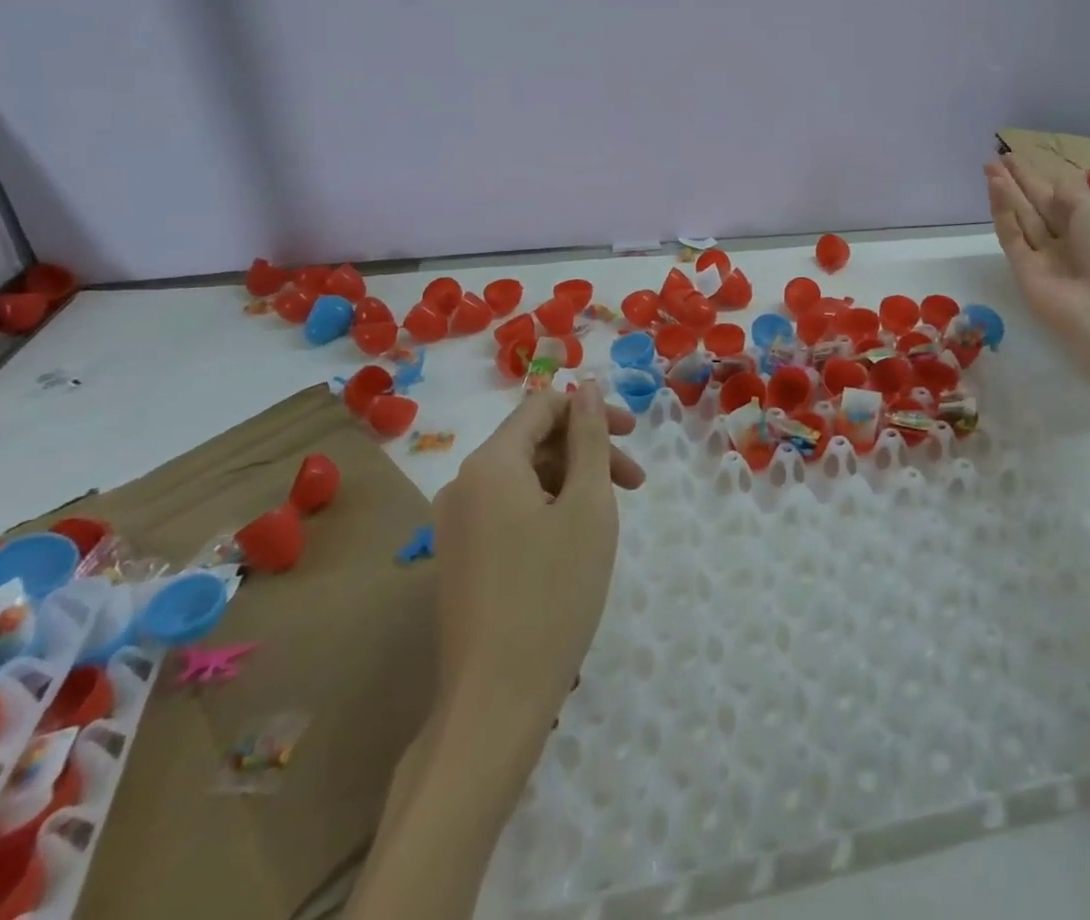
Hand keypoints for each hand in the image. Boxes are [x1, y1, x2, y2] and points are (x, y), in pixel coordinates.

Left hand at [431, 380, 645, 727]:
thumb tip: (584, 387)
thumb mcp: (588, 506)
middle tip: (634, 484)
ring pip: (523, 480)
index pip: (542, 407)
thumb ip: (589, 439)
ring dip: (571, 484)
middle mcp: (463, 485)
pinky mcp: (458, 560)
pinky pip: (507, 511)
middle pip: (533, 443)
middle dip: (587, 452)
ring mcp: (455, 526)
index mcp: (490, 464)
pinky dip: (547, 511)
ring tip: (610, 519)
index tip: (633, 437)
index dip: (590, 412)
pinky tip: (574, 544)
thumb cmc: (553, 593)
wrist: (495, 701)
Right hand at [985, 155, 1089, 348]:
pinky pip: (1012, 236)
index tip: (1016, 157)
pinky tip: (995, 189)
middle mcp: (1070, 239)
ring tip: (988, 168)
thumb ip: (1071, 194)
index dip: (1039, 177)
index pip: (1061, 196)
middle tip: (994, 160)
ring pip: (1022, 218)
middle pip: (1037, 206)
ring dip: (1006, 193)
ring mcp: (1045, 256)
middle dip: (1017, 183)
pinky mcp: (1023, 271)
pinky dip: (1003, 213)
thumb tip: (1054, 185)